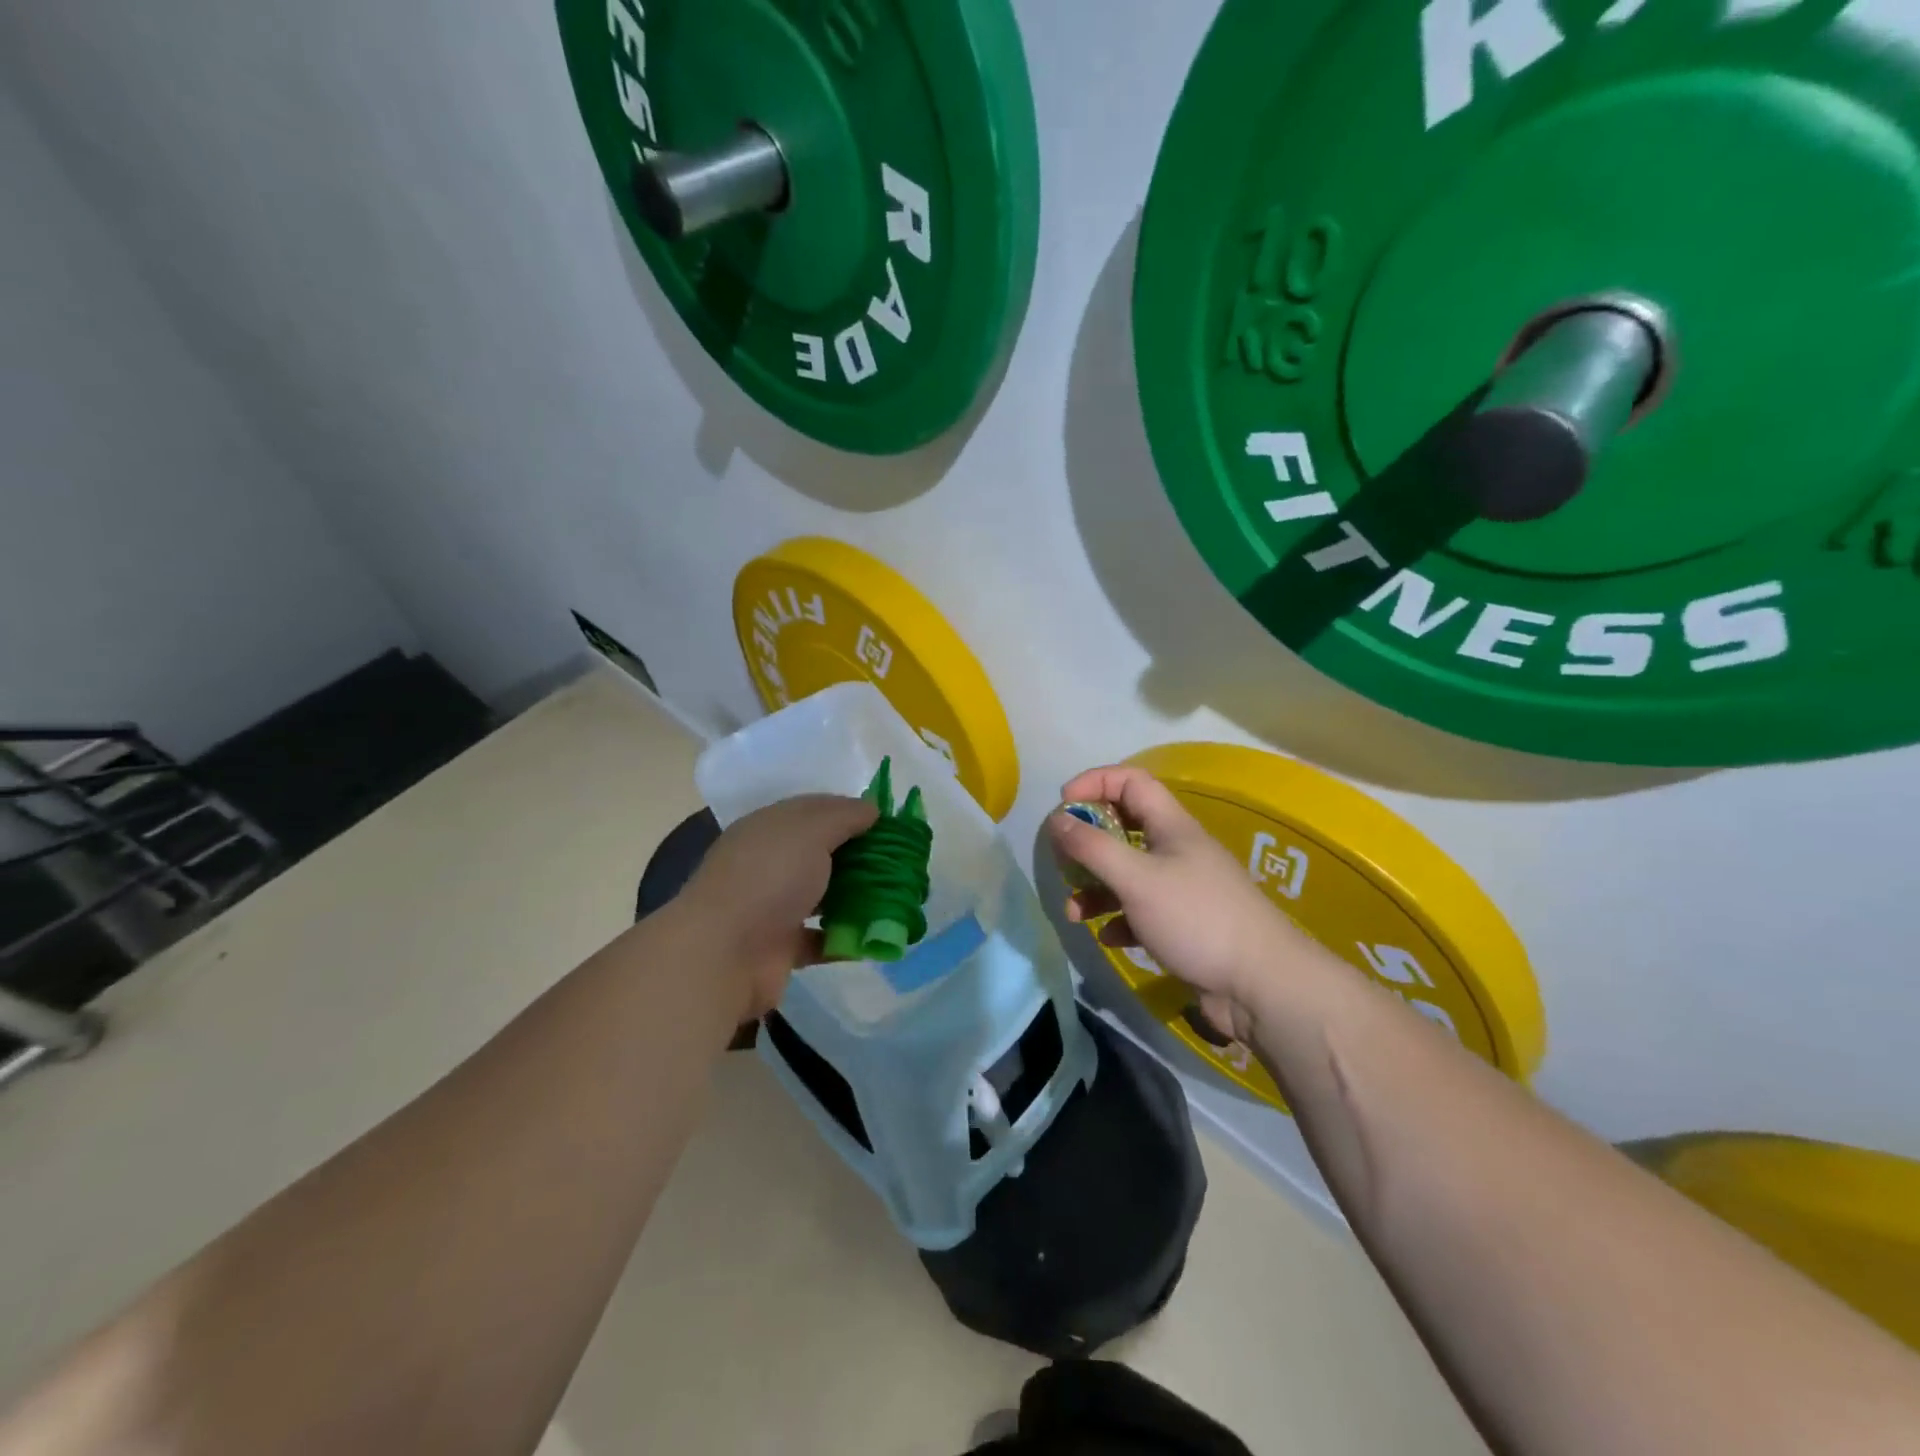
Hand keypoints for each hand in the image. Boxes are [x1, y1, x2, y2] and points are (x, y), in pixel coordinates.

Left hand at [679, 794, 877, 1019]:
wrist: (723, 954)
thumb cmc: (768, 878)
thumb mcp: (810, 831)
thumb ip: (843, 816)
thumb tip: (872, 807)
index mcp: (770, 828)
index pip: (815, 810)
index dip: (852, 812)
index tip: (890, 823)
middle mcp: (770, 864)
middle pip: (823, 854)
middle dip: (861, 857)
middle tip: (902, 862)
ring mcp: (773, 907)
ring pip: (824, 896)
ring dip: (857, 898)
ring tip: (898, 898)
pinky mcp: (781, 947)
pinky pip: (822, 939)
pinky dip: (847, 938)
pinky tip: (878, 936)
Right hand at [1047, 765, 1318, 1043]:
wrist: (1261, 986)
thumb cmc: (1196, 918)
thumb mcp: (1137, 878)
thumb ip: (1093, 847)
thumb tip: (1056, 819)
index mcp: (1171, 826)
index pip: (1131, 782)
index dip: (1094, 783)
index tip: (1063, 806)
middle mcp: (1176, 851)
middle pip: (1124, 827)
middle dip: (1088, 842)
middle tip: (1063, 862)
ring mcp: (1181, 889)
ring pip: (1127, 874)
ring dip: (1096, 888)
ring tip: (1074, 912)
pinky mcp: (1182, 926)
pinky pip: (1138, 912)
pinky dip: (1118, 920)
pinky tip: (1109, 938)